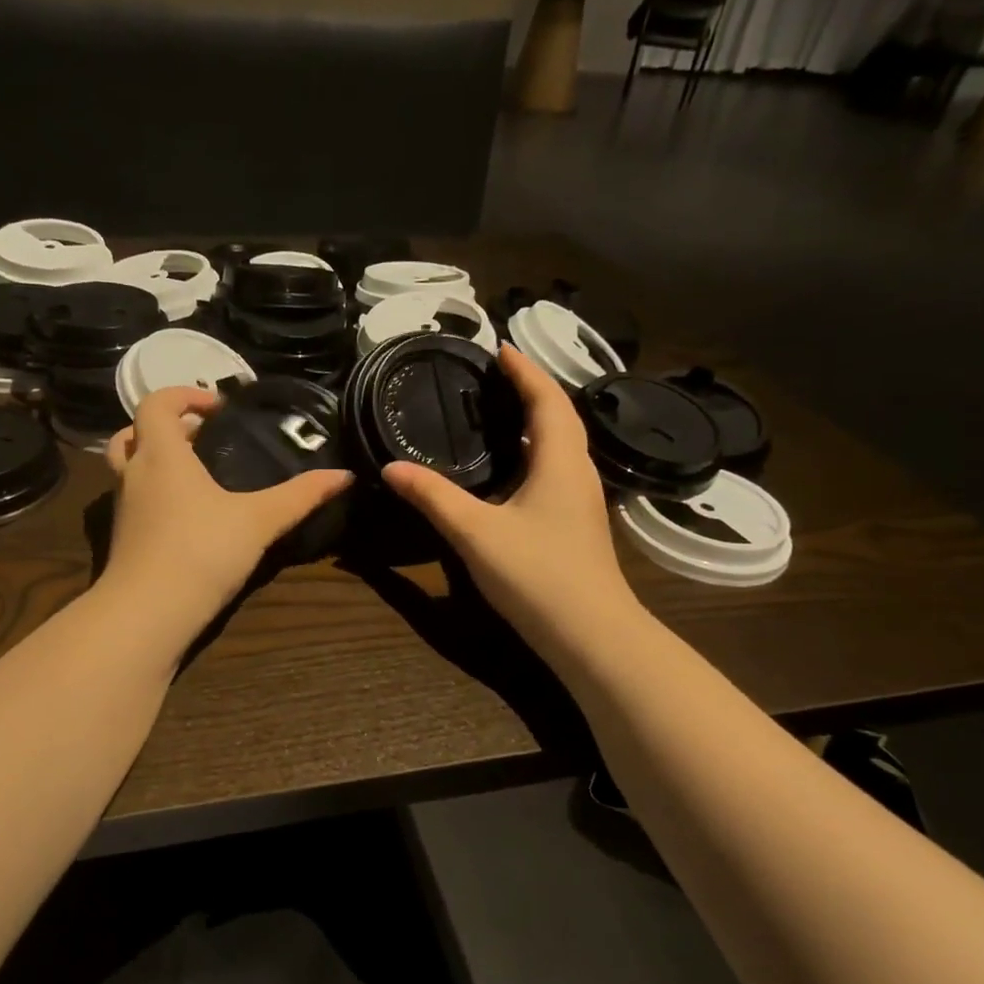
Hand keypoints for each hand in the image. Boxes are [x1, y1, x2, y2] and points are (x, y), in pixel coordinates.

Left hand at [101, 386, 353, 635]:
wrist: (148, 613)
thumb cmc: (201, 551)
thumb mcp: (258, 520)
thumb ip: (300, 496)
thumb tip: (344, 475)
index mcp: (162, 454)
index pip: (156, 403)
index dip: (184, 395)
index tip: (218, 408)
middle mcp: (134, 473)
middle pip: (134, 431)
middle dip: (167, 427)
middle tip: (204, 438)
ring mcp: (122, 507)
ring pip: (128, 466)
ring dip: (155, 458)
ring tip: (196, 472)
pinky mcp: (122, 537)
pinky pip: (133, 498)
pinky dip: (154, 492)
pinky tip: (188, 514)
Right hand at [382, 346, 644, 662]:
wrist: (592, 636)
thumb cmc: (538, 576)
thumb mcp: (476, 533)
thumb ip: (433, 497)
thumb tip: (391, 467)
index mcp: (560, 461)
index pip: (546, 399)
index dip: (524, 370)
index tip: (499, 347)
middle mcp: (577, 472)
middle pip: (559, 416)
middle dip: (530, 388)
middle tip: (494, 375)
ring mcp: (581, 500)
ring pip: (560, 444)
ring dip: (534, 420)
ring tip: (498, 410)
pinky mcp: (576, 523)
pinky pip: (556, 468)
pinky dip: (533, 451)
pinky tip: (510, 468)